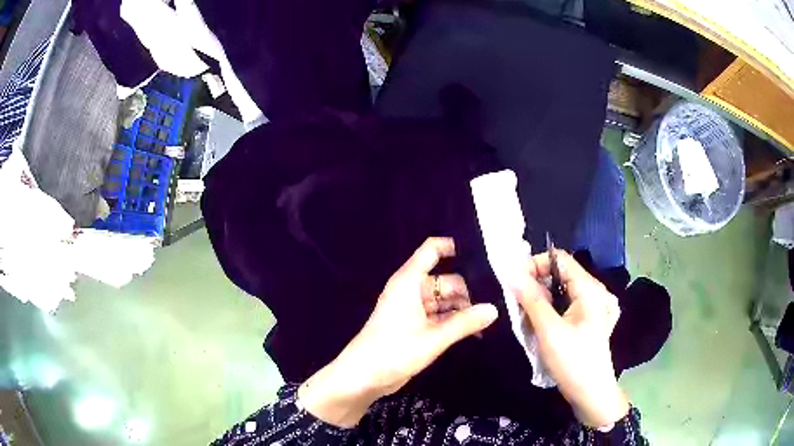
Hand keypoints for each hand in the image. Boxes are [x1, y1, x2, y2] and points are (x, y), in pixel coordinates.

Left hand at [299, 237, 498, 426]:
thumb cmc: (395, 351)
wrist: (363, 377)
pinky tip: (475, 332)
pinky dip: (454, 322)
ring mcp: (412, 309)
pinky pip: (439, 317)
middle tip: (496, 302)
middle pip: (445, 280)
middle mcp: (411, 290)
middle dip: (467, 291)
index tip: (482, 256)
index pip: (431, 250)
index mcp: (409, 281)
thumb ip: (465, 323)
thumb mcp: (434, 337)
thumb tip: (494, 309)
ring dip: (463, 309)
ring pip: (444, 301)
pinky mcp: (414, 327)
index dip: (453, 247)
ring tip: (489, 320)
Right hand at [509, 250, 628, 427]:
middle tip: (517, 304)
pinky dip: (550, 309)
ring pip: (561, 290)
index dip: (535, 264)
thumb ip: (531, 299)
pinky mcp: (588, 319)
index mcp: (589, 289)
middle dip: (536, 285)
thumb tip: (511, 272)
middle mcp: (594, 291)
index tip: (514, 283)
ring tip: (526, 317)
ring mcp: (593, 306)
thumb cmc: (573, 362)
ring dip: (540, 299)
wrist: (591, 393)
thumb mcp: (549, 331)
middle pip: (560, 274)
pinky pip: (565, 304)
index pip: (559, 259)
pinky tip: (540, 325)